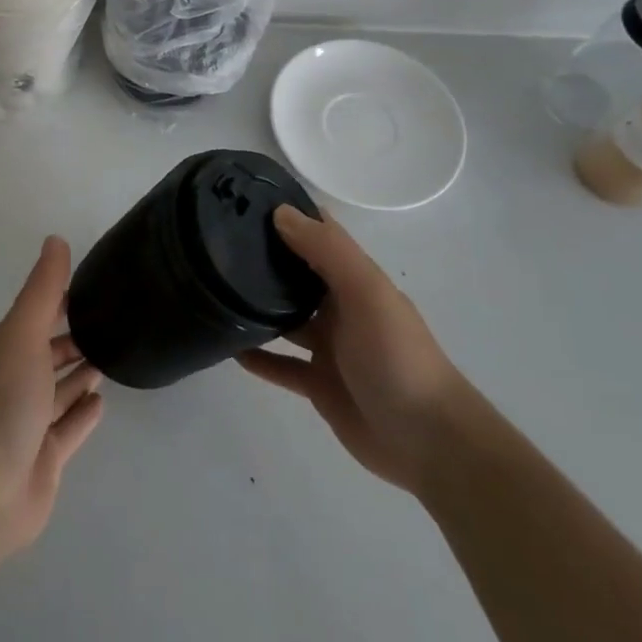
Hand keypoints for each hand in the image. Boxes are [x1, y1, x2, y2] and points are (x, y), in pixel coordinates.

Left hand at [0, 236, 104, 556]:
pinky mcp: (44, 459)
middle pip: (47, 354)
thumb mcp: (22, 335)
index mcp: (4, 350)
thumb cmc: (2, 403)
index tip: (93, 285)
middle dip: (72, 338)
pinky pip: (68, 429)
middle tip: (112, 322)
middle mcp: (13, 383)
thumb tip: (55, 239)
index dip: (60, 300)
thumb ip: (42, 291)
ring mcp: (28, 424)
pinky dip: (83, 414)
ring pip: (58, 391)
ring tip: (110, 355)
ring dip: (79, 374)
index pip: (35, 316)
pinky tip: (101, 400)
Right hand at [238, 206, 466, 490]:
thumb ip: (327, 252)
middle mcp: (342, 308)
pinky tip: (229, 349)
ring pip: (285, 319)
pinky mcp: (319, 385)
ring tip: (213, 291)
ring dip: (257, 307)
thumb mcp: (367, 293)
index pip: (320, 235)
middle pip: (298, 275)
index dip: (290, 215)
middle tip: (214, 242)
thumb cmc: (397, 357)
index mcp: (356, 281)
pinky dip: (258, 357)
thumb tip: (281, 213)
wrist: (428, 441)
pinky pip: (281, 366)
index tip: (244, 200)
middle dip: (265, 258)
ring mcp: (330, 349)